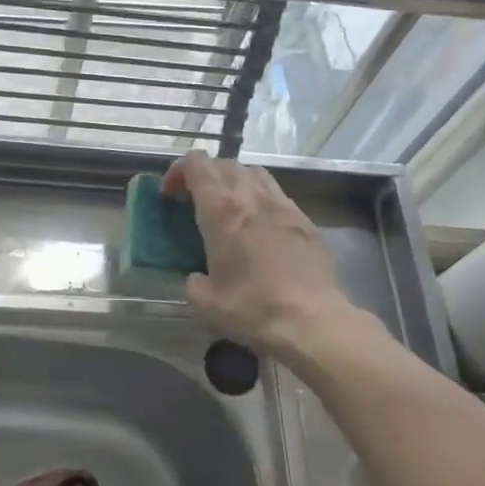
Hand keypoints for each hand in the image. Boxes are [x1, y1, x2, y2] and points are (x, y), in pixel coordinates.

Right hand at [162, 152, 378, 366]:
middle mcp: (252, 197)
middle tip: (194, 200)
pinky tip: (258, 224)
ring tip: (227, 206)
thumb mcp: (207, 303)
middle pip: (224, 164)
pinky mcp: (304, 219)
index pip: (197, 165)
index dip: (178, 171)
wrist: (314, 321)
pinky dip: (259, 197)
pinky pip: (276, 193)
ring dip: (233, 180)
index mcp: (222, 211)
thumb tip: (196, 277)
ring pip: (253, 172)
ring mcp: (282, 205)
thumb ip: (194, 283)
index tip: (170, 194)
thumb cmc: (254, 308)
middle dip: (203, 175)